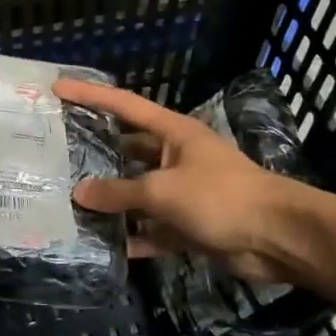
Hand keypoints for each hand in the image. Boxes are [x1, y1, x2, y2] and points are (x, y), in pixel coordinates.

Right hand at [52, 78, 313, 285]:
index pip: (124, 106)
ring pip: (138, 193)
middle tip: (58, 155)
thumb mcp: (162, 191)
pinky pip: (153, 229)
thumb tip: (79, 194)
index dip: (91, 96)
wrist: (278, 238)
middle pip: (128, 150)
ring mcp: (183, 192)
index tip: (59, 89)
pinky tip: (105, 246)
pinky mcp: (190, 225)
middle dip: (97, 153)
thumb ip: (119, 192)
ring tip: (70, 203)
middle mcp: (176, 157)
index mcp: (173, 133)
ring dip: (112, 201)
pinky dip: (134, 237)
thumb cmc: (221, 197)